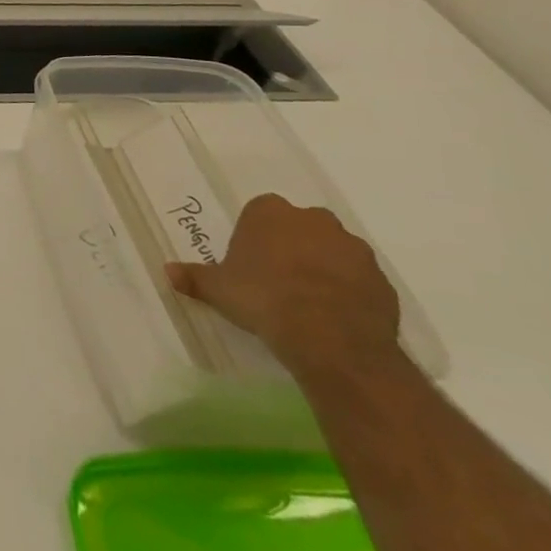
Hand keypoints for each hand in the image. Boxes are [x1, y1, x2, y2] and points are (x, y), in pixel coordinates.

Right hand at [167, 193, 401, 380]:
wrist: (330, 338)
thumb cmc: (263, 298)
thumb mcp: (218, 289)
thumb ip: (194, 277)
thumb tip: (168, 271)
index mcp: (270, 212)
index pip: (260, 211)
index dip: (254, 236)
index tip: (249, 260)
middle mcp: (314, 220)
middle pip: (299, 226)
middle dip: (291, 246)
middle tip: (276, 278)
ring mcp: (353, 249)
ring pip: (333, 251)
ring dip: (323, 267)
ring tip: (307, 301)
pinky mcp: (382, 281)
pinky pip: (359, 280)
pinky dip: (348, 291)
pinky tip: (333, 316)